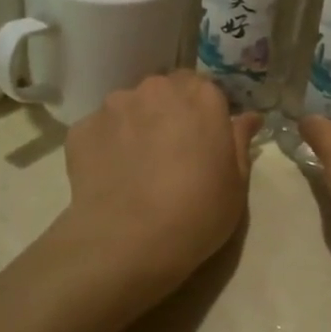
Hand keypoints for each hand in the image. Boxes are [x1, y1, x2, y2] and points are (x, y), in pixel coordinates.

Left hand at [57, 71, 260, 305]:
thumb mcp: (236, 184)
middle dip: (168, 112)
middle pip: (165, 91)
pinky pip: (99, 130)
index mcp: (201, 97)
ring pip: (129, 108)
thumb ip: (240, 142)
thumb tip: (249, 117)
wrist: (129, 242)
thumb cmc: (198, 213)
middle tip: (170, 152)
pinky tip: (111, 177)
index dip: (203, 114)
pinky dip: (106, 146)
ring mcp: (115, 106)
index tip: (202, 140)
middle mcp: (157, 89)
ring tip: (135, 166)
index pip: (204, 89)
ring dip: (135, 126)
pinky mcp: (82, 129)